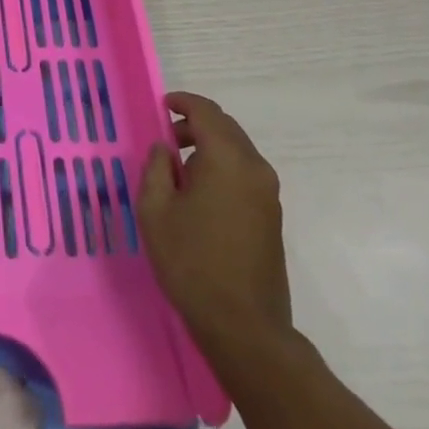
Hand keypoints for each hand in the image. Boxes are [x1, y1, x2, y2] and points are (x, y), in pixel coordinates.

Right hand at [139, 91, 294, 378]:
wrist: (244, 326)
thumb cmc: (191, 262)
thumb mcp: (155, 211)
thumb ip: (156, 168)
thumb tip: (165, 148)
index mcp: (226, 159)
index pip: (206, 112)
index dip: (183, 102)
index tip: (162, 106)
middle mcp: (254, 167)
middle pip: (225, 127)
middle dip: (195, 125)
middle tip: (166, 139)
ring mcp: (268, 193)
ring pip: (237, 150)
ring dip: (209, 147)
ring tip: (179, 169)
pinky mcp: (272, 216)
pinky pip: (245, 172)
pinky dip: (222, 167)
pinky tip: (201, 193)